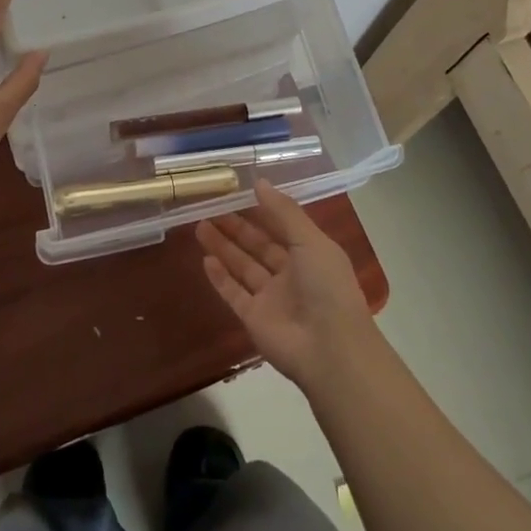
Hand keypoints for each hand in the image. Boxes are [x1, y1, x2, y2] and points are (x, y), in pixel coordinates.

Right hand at [197, 181, 379, 391]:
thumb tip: (259, 182)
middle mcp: (290, 274)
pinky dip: (220, 278)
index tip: (237, 193)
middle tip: (210, 207)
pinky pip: (233, 293)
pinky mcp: (254, 318)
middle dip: (235, 227)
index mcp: (310, 254)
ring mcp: (270, 298)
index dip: (260, 210)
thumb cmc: (326, 286)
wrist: (330, 349)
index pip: (281, 227)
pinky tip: (205, 260)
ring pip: (242, 267)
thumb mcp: (310, 240)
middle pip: (257, 246)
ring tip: (199, 226)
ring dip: (223, 247)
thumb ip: (284, 212)